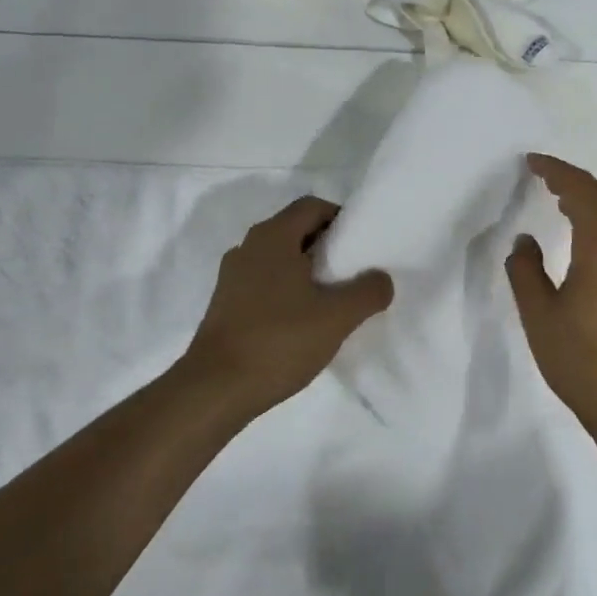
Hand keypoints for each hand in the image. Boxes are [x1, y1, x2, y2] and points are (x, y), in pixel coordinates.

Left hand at [182, 195, 393, 416]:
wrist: (215, 389)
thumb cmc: (278, 341)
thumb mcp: (336, 317)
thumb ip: (367, 292)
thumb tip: (381, 278)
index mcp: (273, 236)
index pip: (312, 206)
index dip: (340, 218)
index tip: (361, 244)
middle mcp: (248, 246)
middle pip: (295, 230)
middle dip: (326, 246)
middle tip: (352, 272)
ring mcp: (233, 275)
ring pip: (278, 258)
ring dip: (306, 270)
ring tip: (331, 300)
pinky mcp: (225, 303)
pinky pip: (263, 281)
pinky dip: (286, 290)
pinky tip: (301, 322)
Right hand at [506, 154, 596, 443]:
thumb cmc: (584, 363)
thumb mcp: (539, 317)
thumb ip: (526, 272)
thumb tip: (525, 241)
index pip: (581, 191)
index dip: (556, 171)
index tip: (532, 162)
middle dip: (578, 180)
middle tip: (547, 180)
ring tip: (567, 204)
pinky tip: (592, 241)